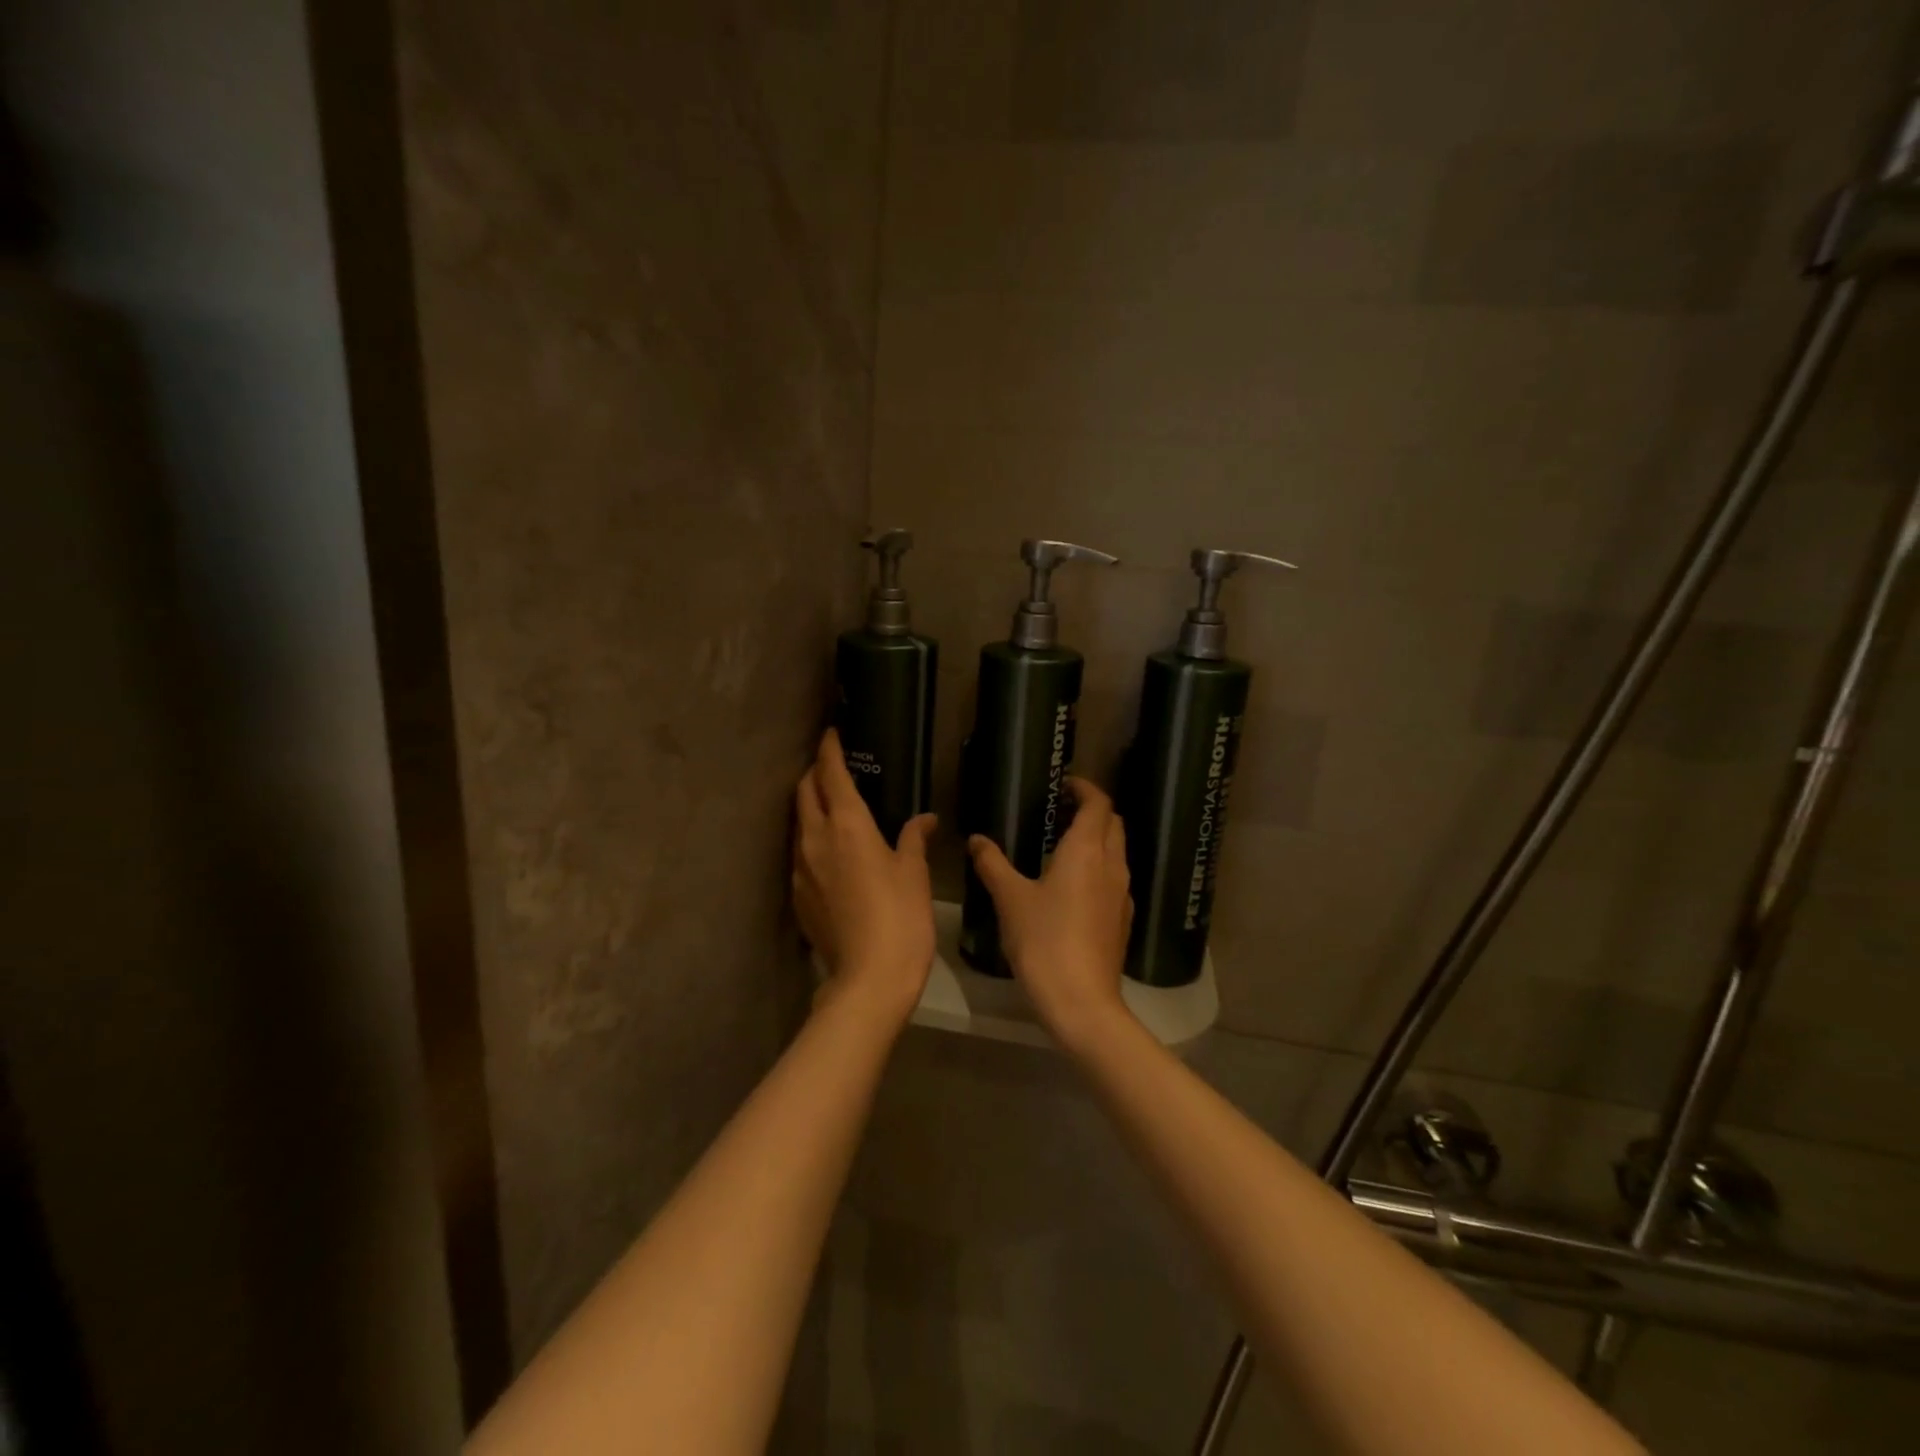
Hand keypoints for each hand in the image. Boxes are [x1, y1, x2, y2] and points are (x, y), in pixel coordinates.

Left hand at [793, 729, 936, 1025]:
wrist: (868, 978)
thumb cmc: (900, 918)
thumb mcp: (914, 874)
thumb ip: (913, 838)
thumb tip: (924, 820)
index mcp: (848, 825)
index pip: (831, 773)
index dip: (829, 749)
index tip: (831, 733)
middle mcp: (816, 838)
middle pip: (805, 792)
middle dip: (814, 773)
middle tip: (831, 767)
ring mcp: (801, 868)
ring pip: (798, 822)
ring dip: (810, 806)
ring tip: (830, 805)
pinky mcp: (797, 894)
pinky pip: (799, 853)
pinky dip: (810, 838)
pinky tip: (828, 851)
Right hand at [966, 777, 1134, 1044]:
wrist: (1081, 1001)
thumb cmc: (1043, 940)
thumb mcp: (1010, 899)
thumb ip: (993, 864)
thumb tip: (976, 839)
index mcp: (1086, 851)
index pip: (1099, 803)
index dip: (1085, 788)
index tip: (1065, 784)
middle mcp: (1112, 865)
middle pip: (1113, 824)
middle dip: (1093, 810)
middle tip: (1061, 811)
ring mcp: (1121, 894)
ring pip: (1117, 852)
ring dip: (1097, 839)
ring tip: (1063, 845)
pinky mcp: (1122, 920)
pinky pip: (1115, 879)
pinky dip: (1099, 868)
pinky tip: (1073, 887)